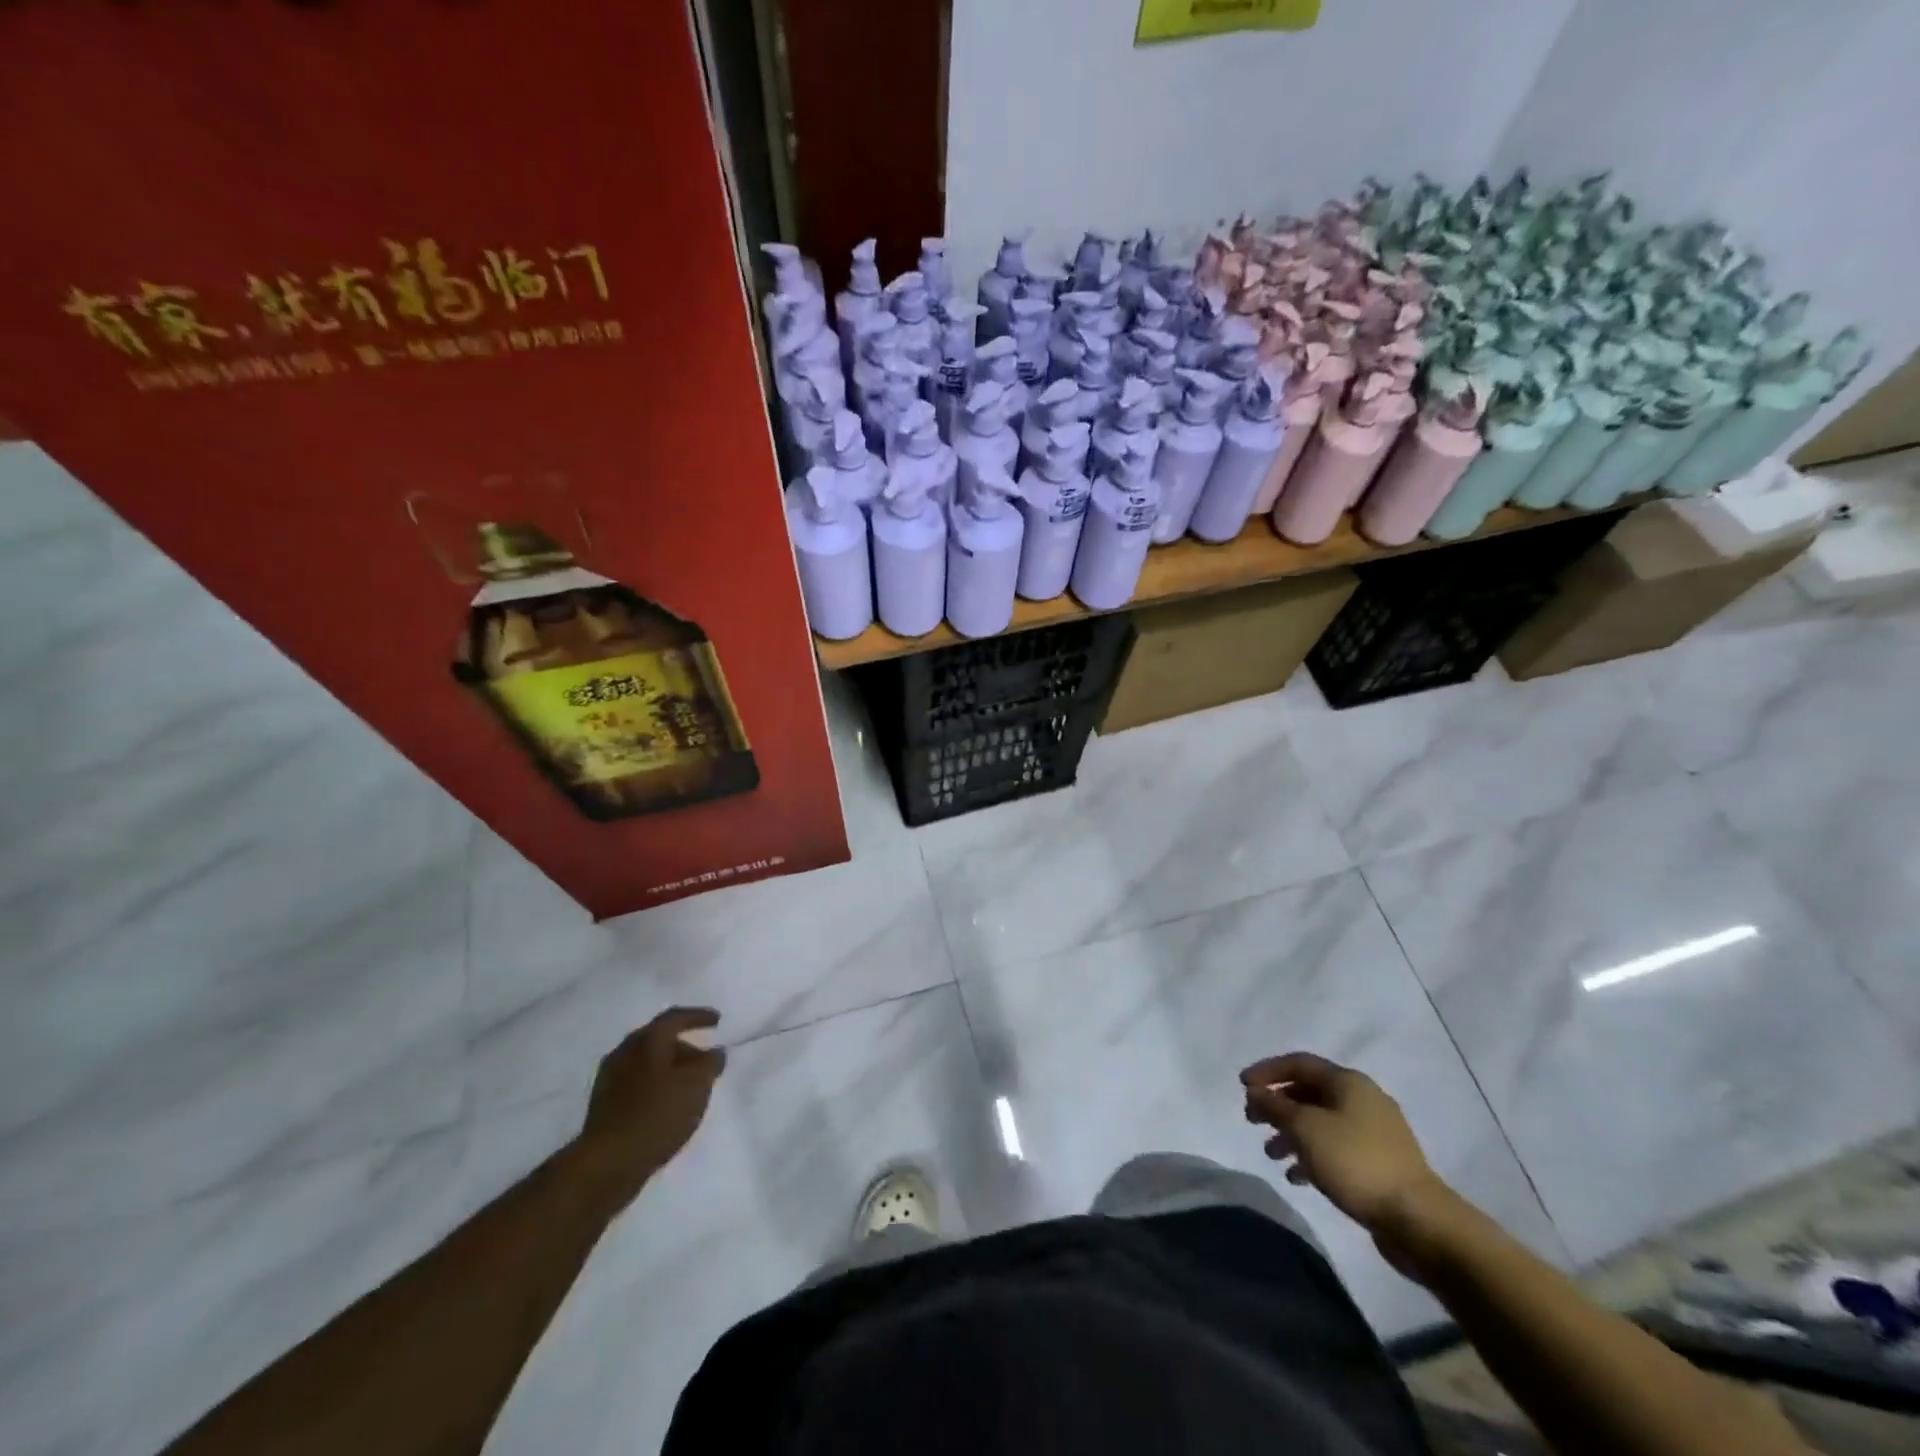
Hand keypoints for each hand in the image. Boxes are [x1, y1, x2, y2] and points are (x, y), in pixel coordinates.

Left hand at [575, 1007, 726, 1205]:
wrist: (607, 1163)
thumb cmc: (657, 1114)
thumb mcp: (696, 1085)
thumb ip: (710, 1063)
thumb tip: (716, 1052)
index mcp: (647, 1040)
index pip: (675, 1017)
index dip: (698, 1016)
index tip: (717, 1021)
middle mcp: (625, 1051)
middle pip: (659, 1039)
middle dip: (684, 1046)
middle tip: (704, 1059)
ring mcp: (610, 1078)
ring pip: (647, 1062)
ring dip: (669, 1068)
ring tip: (688, 1086)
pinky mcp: (604, 1105)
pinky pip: (637, 1083)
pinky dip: (656, 1085)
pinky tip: (667, 1104)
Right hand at [1241, 1052, 1447, 1257]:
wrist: (1418, 1220)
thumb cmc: (1355, 1162)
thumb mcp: (1305, 1128)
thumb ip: (1275, 1106)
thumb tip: (1256, 1092)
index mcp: (1348, 1082)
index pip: (1298, 1063)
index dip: (1267, 1071)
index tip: (1242, 1086)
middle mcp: (1363, 1099)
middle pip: (1309, 1092)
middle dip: (1277, 1105)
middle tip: (1252, 1120)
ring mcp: (1375, 1133)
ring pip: (1321, 1122)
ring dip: (1291, 1133)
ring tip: (1270, 1153)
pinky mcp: (1380, 1163)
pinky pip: (1336, 1148)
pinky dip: (1312, 1156)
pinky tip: (1296, 1176)